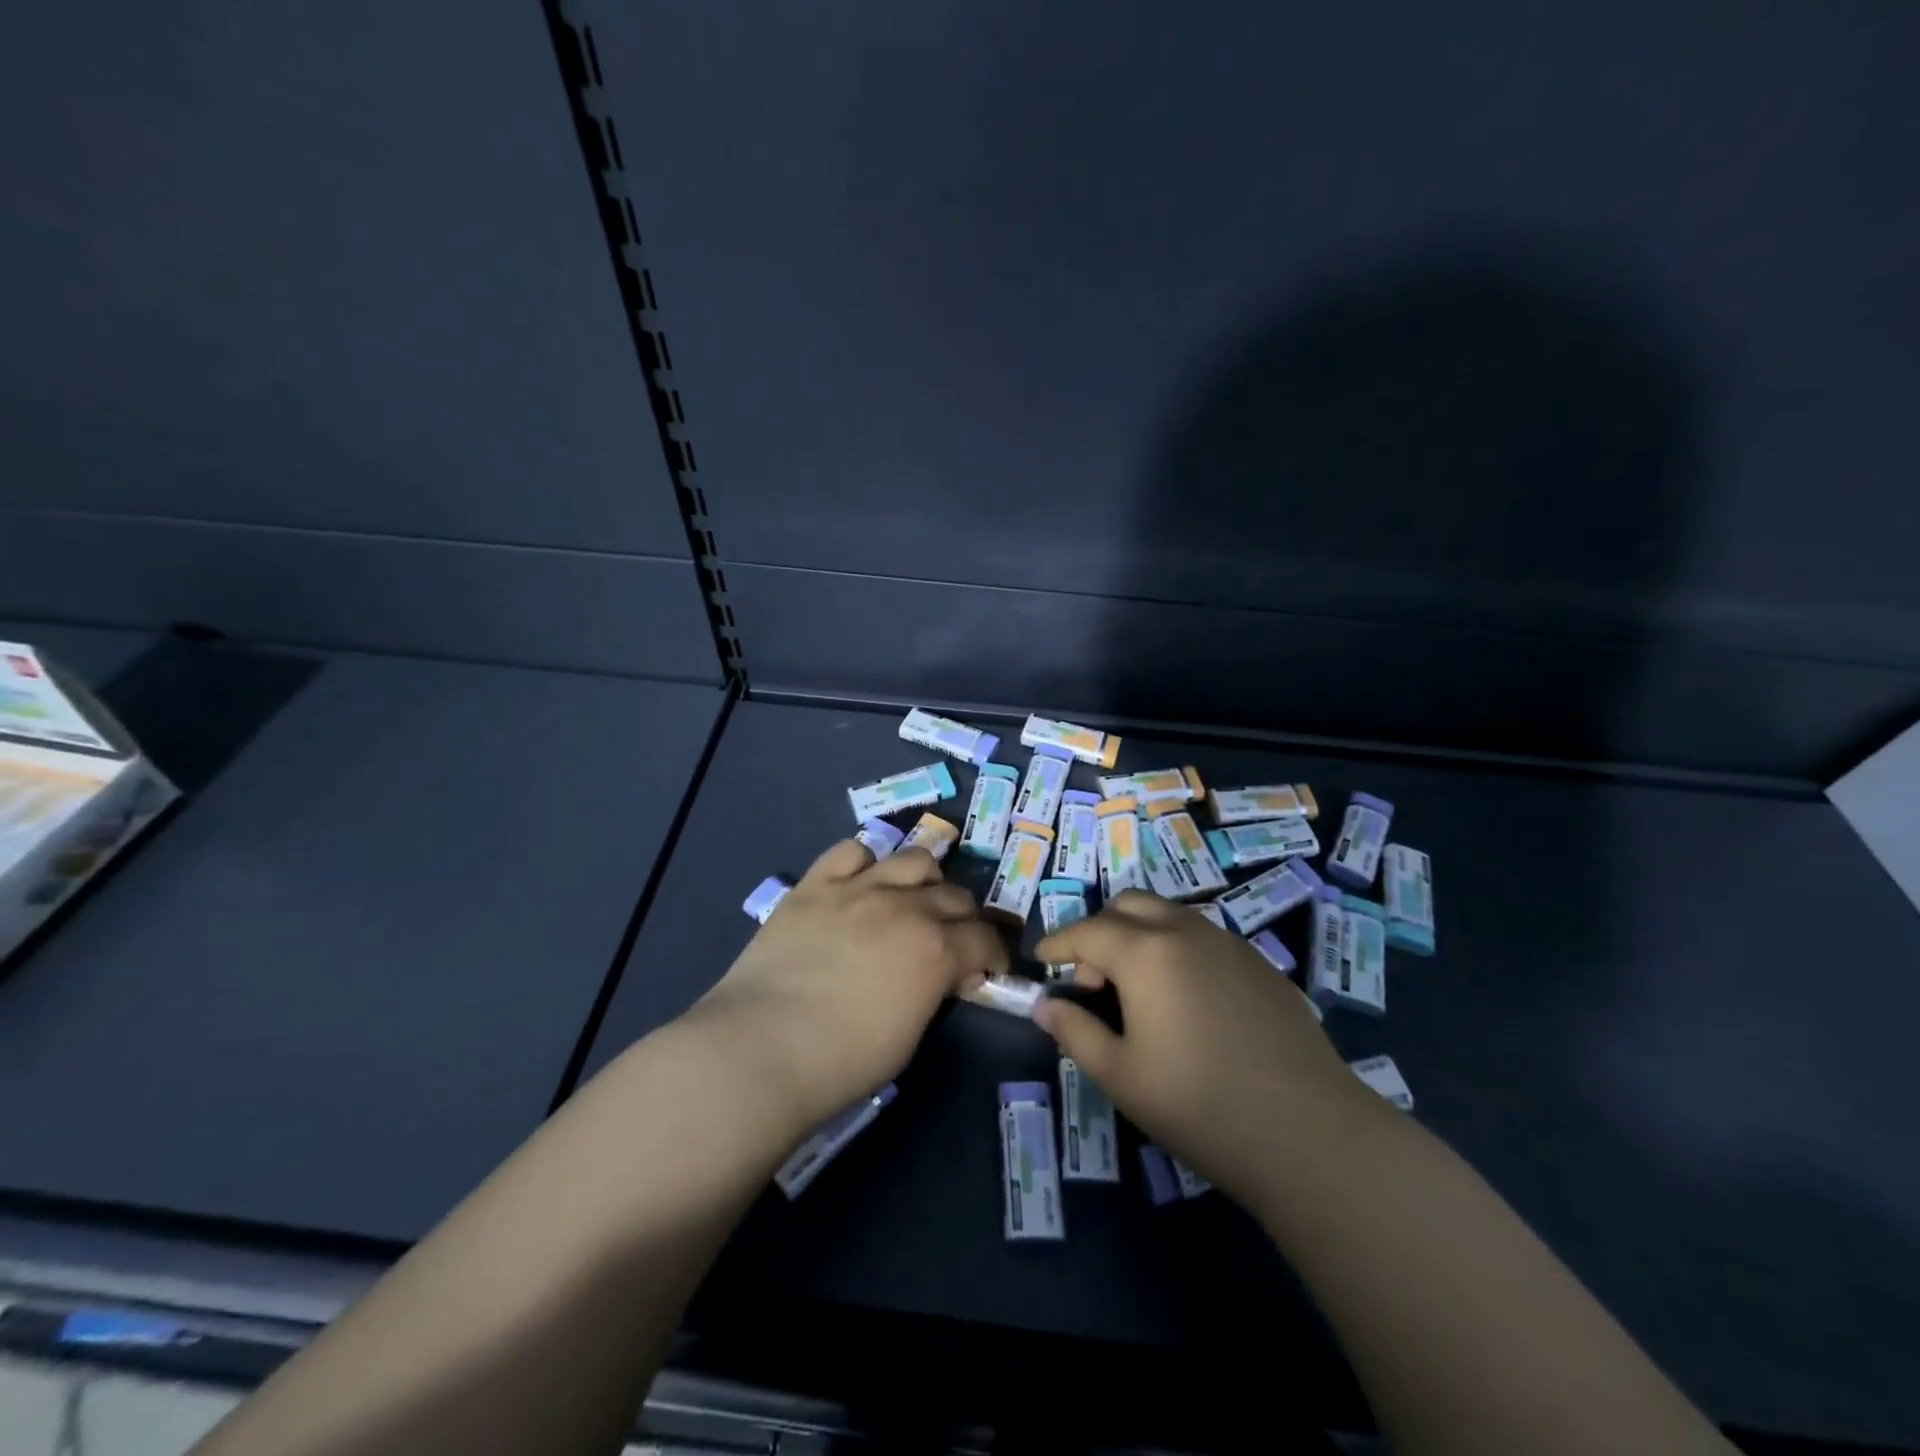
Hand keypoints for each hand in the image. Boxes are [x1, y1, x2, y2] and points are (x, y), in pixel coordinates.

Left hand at [694, 840, 1007, 1132]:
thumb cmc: (842, 1062)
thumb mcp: (909, 1035)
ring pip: (913, 859)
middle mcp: (905, 907)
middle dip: (963, 918)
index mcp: (936, 949)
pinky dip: (864, 864)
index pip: (985, 938)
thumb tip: (940, 975)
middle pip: (955, 894)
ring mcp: (858, 888)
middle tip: (951, 940)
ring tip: (911, 901)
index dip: (993, 953)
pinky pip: (851, 851)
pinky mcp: (816, 884)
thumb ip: (932, 990)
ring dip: (924, 880)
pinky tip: (859, 885)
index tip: (986, 968)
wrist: (760, 1049)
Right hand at [1034, 891, 1373, 1205]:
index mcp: (1146, 953)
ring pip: (1170, 915)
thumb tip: (1046, 1005)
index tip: (1041, 960)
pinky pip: (1205, 938)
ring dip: (1141, 935)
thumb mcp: (1121, 1076)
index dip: (1058, 942)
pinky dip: (1178, 950)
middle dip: (1100, 929)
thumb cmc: (1199, 1105)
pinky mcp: (1261, 965)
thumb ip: (1075, 1032)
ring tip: (1139, 991)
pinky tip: (1188, 1002)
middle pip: (1129, 905)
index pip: (1087, 931)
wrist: (1309, 1133)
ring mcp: (1230, 944)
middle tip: (1094, 980)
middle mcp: (1186, 932)